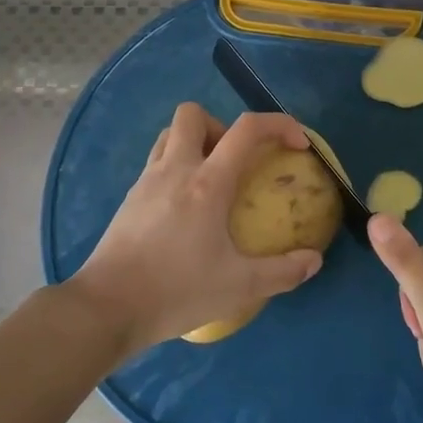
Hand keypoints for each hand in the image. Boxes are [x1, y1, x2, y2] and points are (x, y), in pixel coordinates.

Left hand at [67, 104, 324, 354]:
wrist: (107, 308)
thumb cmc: (176, 291)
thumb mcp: (239, 287)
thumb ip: (282, 272)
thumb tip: (314, 261)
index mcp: (207, 183)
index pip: (247, 129)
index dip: (278, 124)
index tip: (296, 143)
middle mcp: (175, 170)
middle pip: (193, 114)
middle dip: (221, 126)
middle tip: (235, 162)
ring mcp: (146, 181)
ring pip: (168, 135)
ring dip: (194, 143)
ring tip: (211, 181)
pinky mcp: (129, 199)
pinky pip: (155, 163)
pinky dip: (175, 169)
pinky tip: (183, 209)